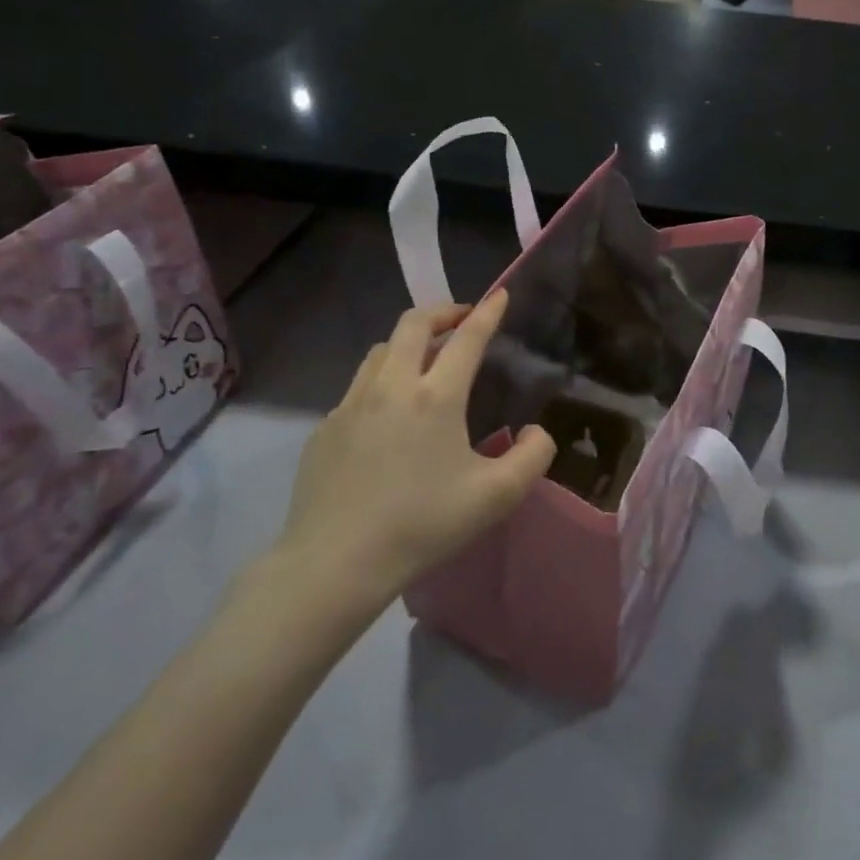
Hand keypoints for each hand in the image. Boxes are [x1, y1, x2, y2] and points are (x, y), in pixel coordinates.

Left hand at [271, 291, 555, 628]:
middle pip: (413, 324)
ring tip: (425, 360)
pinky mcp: (325, 429)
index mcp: (435, 397)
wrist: (335, 563)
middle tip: (462, 320)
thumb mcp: (497, 496)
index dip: (487, 313)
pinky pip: (358, 387)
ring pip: (380, 350)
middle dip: (443, 312)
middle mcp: (391, 387)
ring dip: (408, 342)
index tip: (501, 296)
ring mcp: (350, 406)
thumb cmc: (423, 525)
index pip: (466, 339)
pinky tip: (388, 415)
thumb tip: (535, 431)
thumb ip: (533, 457)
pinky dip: (381, 380)